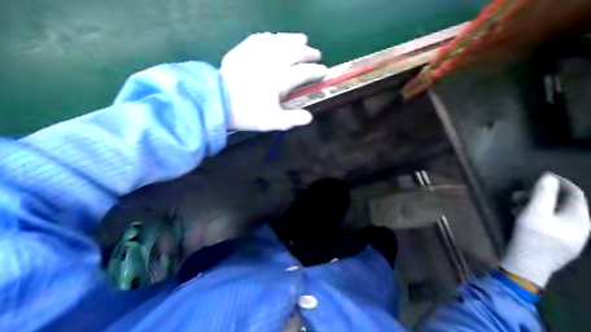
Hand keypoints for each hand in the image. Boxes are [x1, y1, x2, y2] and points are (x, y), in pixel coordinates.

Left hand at [219, 32, 327, 131]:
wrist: (218, 101)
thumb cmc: (247, 113)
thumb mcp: (272, 121)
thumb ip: (292, 119)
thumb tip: (309, 117)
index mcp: (281, 79)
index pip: (305, 72)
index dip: (316, 71)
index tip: (323, 72)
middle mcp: (273, 61)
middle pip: (296, 52)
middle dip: (309, 53)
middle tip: (316, 55)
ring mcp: (258, 53)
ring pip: (281, 40)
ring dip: (294, 39)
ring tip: (302, 39)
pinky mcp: (244, 49)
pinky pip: (261, 38)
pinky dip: (271, 37)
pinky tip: (275, 38)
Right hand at [501, 173, 588, 287]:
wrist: (526, 268)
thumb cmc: (531, 239)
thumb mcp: (534, 213)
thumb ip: (542, 193)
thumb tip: (548, 177)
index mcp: (579, 219)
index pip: (574, 193)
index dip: (559, 182)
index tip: (539, 176)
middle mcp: (580, 228)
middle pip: (563, 203)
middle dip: (540, 195)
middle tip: (519, 194)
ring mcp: (570, 238)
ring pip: (554, 213)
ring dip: (535, 205)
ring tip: (515, 205)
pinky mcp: (558, 245)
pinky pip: (551, 223)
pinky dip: (536, 216)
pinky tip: (520, 216)